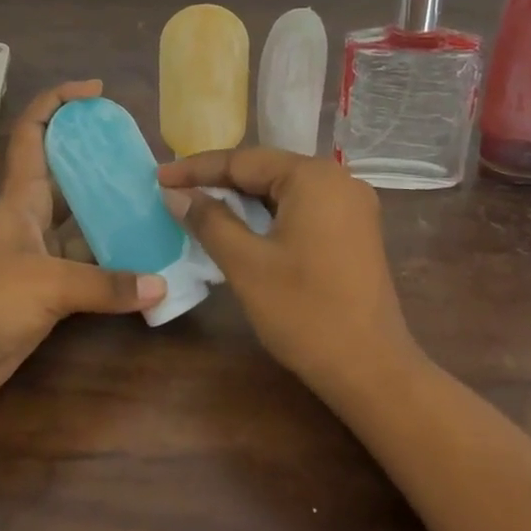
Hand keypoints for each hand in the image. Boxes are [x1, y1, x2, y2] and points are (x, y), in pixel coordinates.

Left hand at [0, 80, 164, 415]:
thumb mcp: (46, 283)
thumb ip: (106, 284)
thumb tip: (161, 286)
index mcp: (21, 197)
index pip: (34, 132)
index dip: (59, 103)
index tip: (96, 92)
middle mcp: (31, 220)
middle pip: (70, 178)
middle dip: (103, 163)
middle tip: (149, 161)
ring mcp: (38, 258)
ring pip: (83, 227)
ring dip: (115, 219)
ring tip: (161, 209)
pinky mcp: (44, 295)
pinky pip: (87, 271)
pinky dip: (115, 270)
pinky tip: (148, 270)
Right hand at [157, 148, 418, 395]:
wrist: (372, 370)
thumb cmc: (304, 313)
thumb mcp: (246, 264)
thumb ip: (209, 220)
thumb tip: (174, 193)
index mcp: (313, 177)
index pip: (243, 161)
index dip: (196, 169)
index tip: (158, 176)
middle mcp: (338, 179)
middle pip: (266, 171)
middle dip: (219, 182)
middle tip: (175, 191)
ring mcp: (352, 206)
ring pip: (283, 191)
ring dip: (243, 200)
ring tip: (200, 206)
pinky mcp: (355, 231)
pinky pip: (302, 209)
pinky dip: (269, 215)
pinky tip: (243, 228)